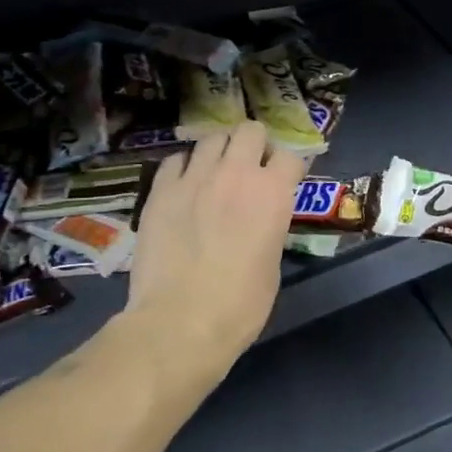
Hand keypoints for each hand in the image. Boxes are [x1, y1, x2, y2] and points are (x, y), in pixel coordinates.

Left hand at [125, 122, 306, 386]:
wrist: (181, 321)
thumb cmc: (240, 305)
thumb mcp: (272, 263)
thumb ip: (269, 226)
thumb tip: (259, 219)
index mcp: (273, 193)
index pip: (291, 156)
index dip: (289, 168)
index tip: (285, 180)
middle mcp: (236, 173)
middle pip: (250, 131)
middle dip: (254, 145)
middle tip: (250, 168)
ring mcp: (194, 177)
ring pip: (211, 138)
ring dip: (219, 152)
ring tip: (214, 173)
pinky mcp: (160, 189)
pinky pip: (175, 160)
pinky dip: (184, 167)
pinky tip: (183, 186)